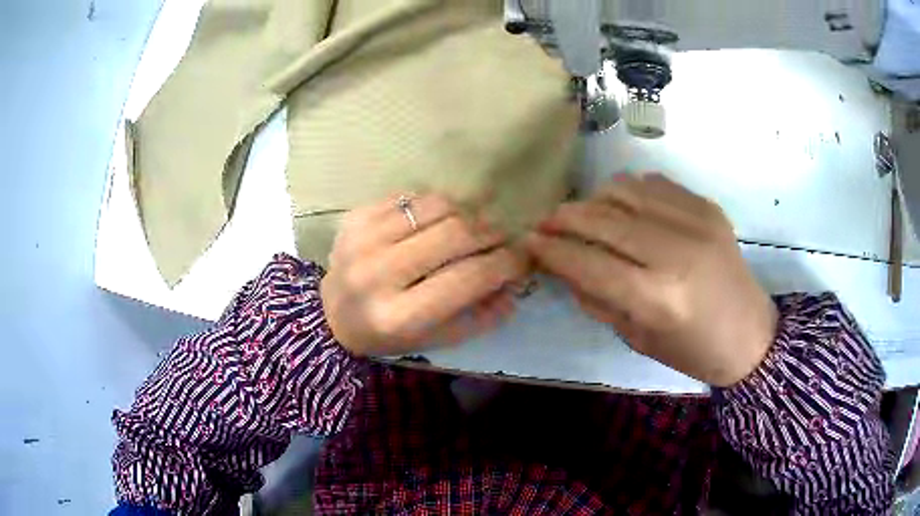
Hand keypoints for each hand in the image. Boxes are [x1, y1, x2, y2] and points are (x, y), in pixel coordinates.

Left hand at [321, 194, 527, 356]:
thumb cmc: (388, 334)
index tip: (523, 256)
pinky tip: (442, 217)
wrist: (332, 315)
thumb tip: (515, 284)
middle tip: (505, 234)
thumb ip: (480, 316)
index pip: (467, 278)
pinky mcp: (355, 217)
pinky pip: (410, 197)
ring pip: (435, 207)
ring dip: (467, 212)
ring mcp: (362, 240)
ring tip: (476, 223)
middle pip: (454, 235)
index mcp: (398, 316)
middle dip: (491, 231)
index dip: (505, 263)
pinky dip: (435, 204)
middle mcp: (377, 274)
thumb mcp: (435, 339)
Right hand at [526, 174, 777, 386]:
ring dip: (594, 199)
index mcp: (658, 298)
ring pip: (626, 191)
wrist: (751, 335)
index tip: (528, 242)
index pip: (589, 263)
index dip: (552, 250)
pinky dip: (629, 191)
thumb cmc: (693, 351)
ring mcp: (696, 222)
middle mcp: (676, 251)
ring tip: (583, 213)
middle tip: (546, 222)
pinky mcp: (707, 207)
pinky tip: (622, 207)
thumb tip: (562, 266)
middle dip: (565, 218)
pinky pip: (654, 184)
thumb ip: (597, 299)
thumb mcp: (638, 338)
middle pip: (604, 220)